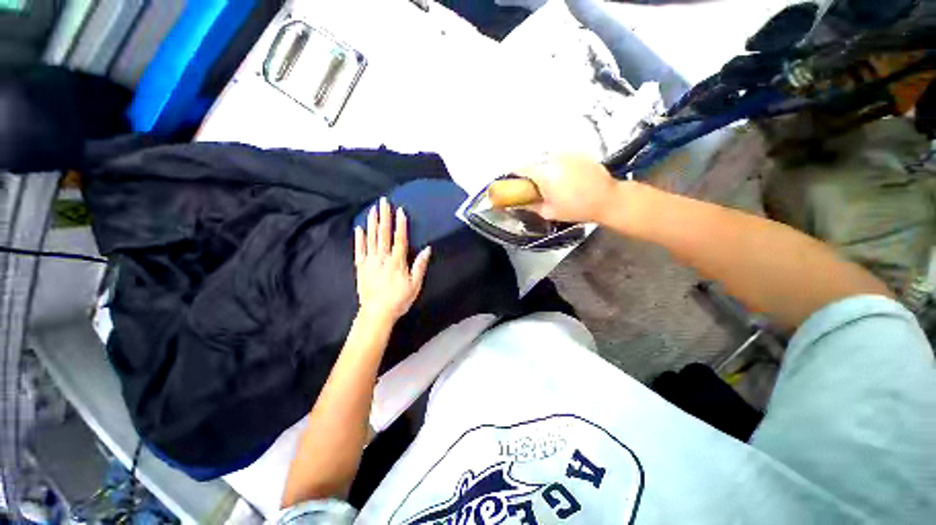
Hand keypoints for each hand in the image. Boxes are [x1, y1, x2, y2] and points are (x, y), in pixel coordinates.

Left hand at [354, 197, 430, 324]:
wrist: (377, 313)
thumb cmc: (399, 300)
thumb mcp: (415, 285)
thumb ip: (420, 266)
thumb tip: (427, 249)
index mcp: (397, 262)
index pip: (399, 239)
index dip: (400, 224)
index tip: (400, 210)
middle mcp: (382, 258)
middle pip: (384, 234)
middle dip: (385, 217)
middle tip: (384, 202)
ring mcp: (370, 262)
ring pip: (371, 238)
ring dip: (372, 223)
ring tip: (373, 209)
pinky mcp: (361, 267)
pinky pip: (359, 250)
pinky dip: (359, 239)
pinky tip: (359, 228)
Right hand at [515, 154, 619, 223]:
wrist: (607, 199)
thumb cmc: (576, 208)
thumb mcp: (549, 212)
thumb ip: (532, 206)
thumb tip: (521, 203)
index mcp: (544, 174)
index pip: (520, 168)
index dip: (515, 176)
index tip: (515, 184)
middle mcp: (553, 159)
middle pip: (534, 162)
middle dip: (531, 173)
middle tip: (534, 186)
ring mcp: (567, 154)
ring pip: (547, 158)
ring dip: (545, 168)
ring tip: (552, 182)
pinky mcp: (578, 154)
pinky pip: (561, 158)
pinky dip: (558, 165)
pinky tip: (565, 177)